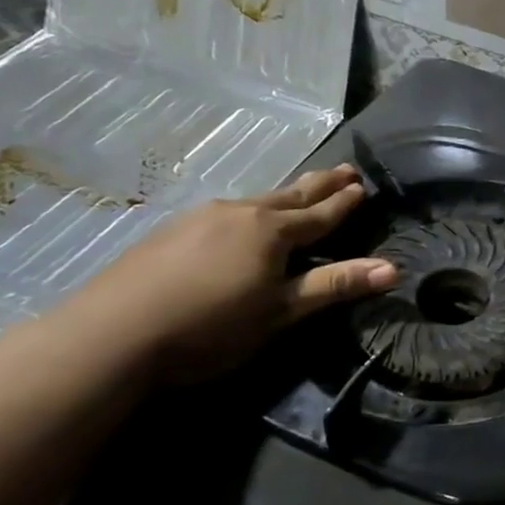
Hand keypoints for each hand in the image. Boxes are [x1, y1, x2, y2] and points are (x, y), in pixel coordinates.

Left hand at [66, 166, 395, 382]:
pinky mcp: (169, 233)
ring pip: (255, 202)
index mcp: (273, 231)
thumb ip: (334, 285)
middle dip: (320, 184)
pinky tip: (239, 223)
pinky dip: (248, 213)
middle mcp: (240, 213)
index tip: (363, 185)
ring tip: (297, 193)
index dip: (344, 202)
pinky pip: (225, 213)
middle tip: (344, 168)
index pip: (321, 213)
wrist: (110, 335)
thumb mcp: (281, 311)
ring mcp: (200, 219)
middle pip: (290, 195)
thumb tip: (394, 268)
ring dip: (283, 197)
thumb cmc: (210, 326)